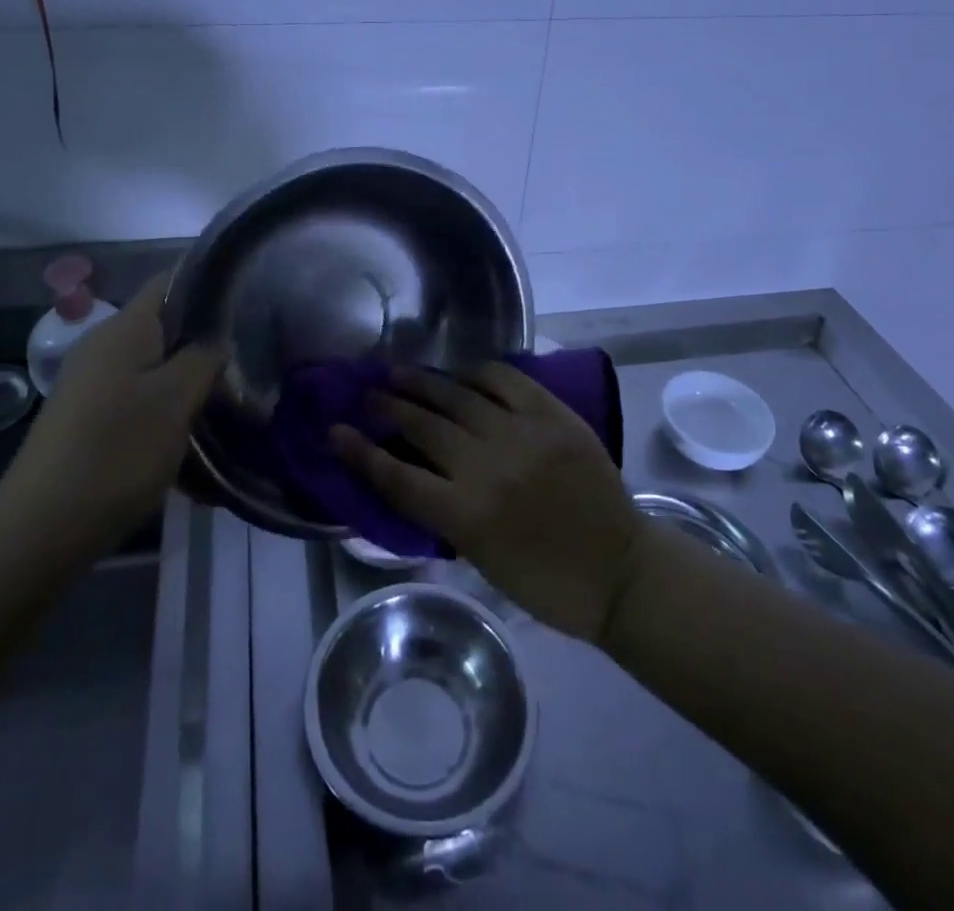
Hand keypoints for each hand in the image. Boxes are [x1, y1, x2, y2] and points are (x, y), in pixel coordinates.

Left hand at [0, 273, 221, 556]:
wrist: (42, 527)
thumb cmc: (118, 451)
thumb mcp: (176, 400)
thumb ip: (204, 358)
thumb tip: (216, 338)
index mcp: (124, 328)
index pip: (170, 281)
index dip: (208, 285)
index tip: (246, 302)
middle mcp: (102, 345)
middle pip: (163, 325)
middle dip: (203, 340)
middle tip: (245, 360)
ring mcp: (90, 382)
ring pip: (152, 364)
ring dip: (186, 378)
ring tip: (225, 399)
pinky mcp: (85, 416)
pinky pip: (136, 394)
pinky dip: (164, 404)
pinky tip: (187, 432)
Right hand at [331, 364, 643, 642]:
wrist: (619, 569)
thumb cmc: (544, 580)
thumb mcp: (479, 558)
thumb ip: (443, 510)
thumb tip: (410, 467)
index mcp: (467, 516)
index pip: (396, 476)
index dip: (360, 452)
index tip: (334, 431)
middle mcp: (489, 467)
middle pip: (422, 427)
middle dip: (388, 407)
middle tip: (368, 394)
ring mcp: (523, 435)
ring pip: (458, 396)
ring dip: (423, 383)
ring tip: (399, 373)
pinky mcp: (553, 416)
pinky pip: (506, 379)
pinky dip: (478, 373)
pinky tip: (463, 374)